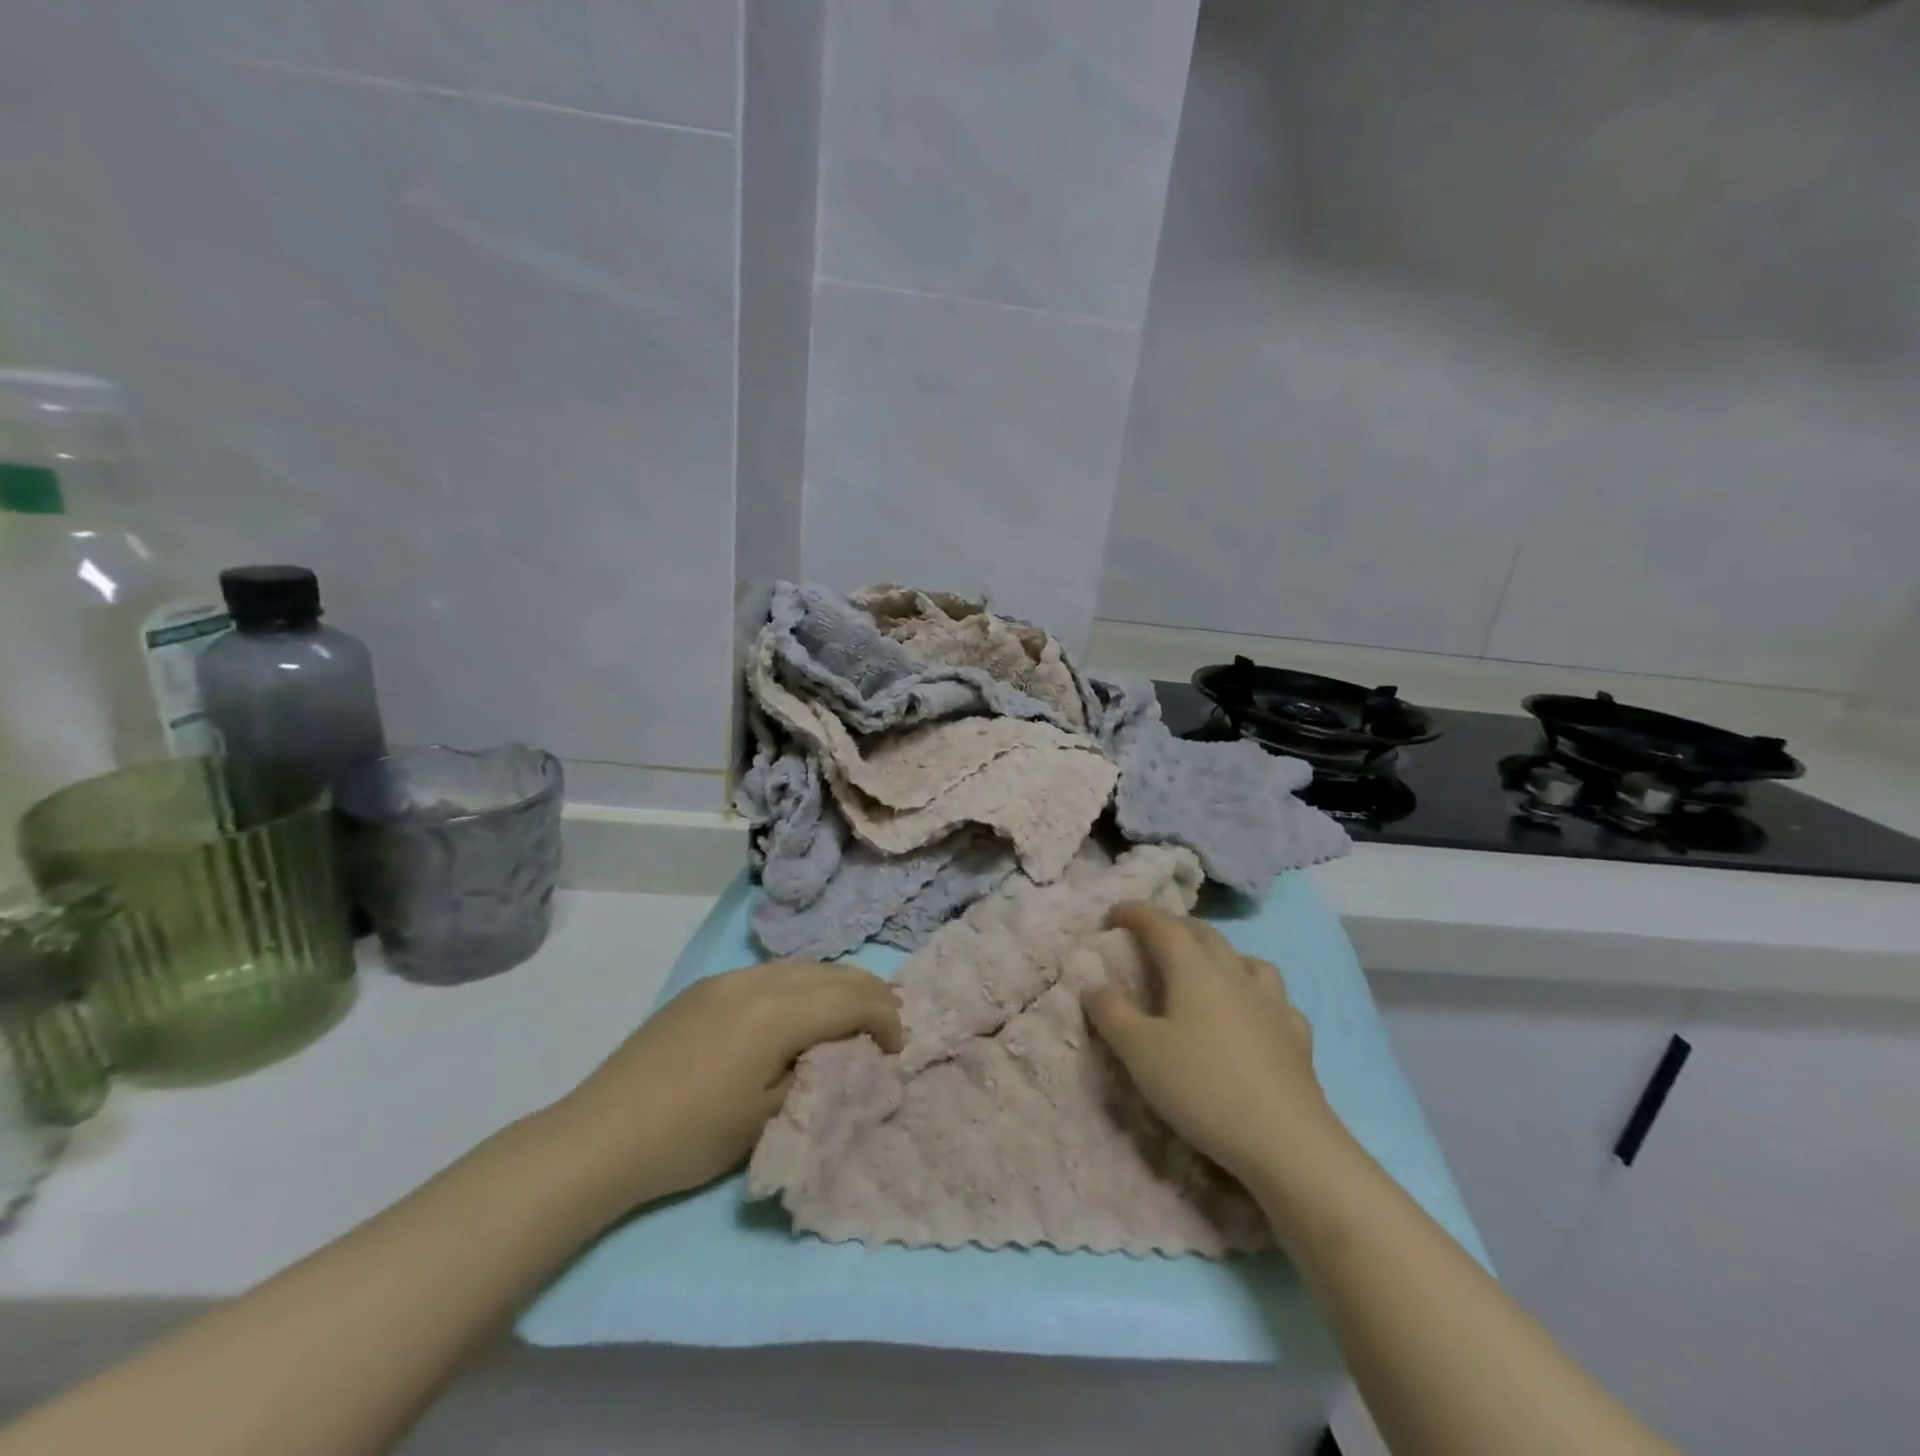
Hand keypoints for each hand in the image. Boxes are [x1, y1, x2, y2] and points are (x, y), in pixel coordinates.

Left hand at [558, 961, 901, 1212]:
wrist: (601, 1135)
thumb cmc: (692, 1136)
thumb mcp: (769, 1115)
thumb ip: (818, 1073)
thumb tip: (847, 1053)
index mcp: (779, 1011)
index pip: (853, 1000)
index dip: (886, 1020)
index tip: (898, 1050)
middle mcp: (760, 979)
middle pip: (834, 973)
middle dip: (870, 995)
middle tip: (889, 1026)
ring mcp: (730, 978)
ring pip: (805, 967)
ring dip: (838, 986)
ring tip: (853, 1014)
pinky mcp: (708, 987)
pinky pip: (773, 973)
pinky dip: (804, 985)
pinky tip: (800, 1011)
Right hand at [1084, 903, 1338, 1191]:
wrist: (1287, 1142)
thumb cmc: (1203, 1088)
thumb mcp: (1140, 1053)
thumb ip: (1112, 1013)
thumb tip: (1094, 985)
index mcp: (1194, 969)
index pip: (1162, 924)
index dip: (1135, 913)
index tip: (1113, 915)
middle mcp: (1235, 974)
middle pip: (1204, 933)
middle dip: (1174, 927)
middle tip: (1150, 940)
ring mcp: (1272, 1003)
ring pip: (1245, 959)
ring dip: (1219, 954)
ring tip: (1205, 971)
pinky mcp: (1296, 1035)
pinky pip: (1275, 998)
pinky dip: (1256, 995)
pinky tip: (1254, 1015)